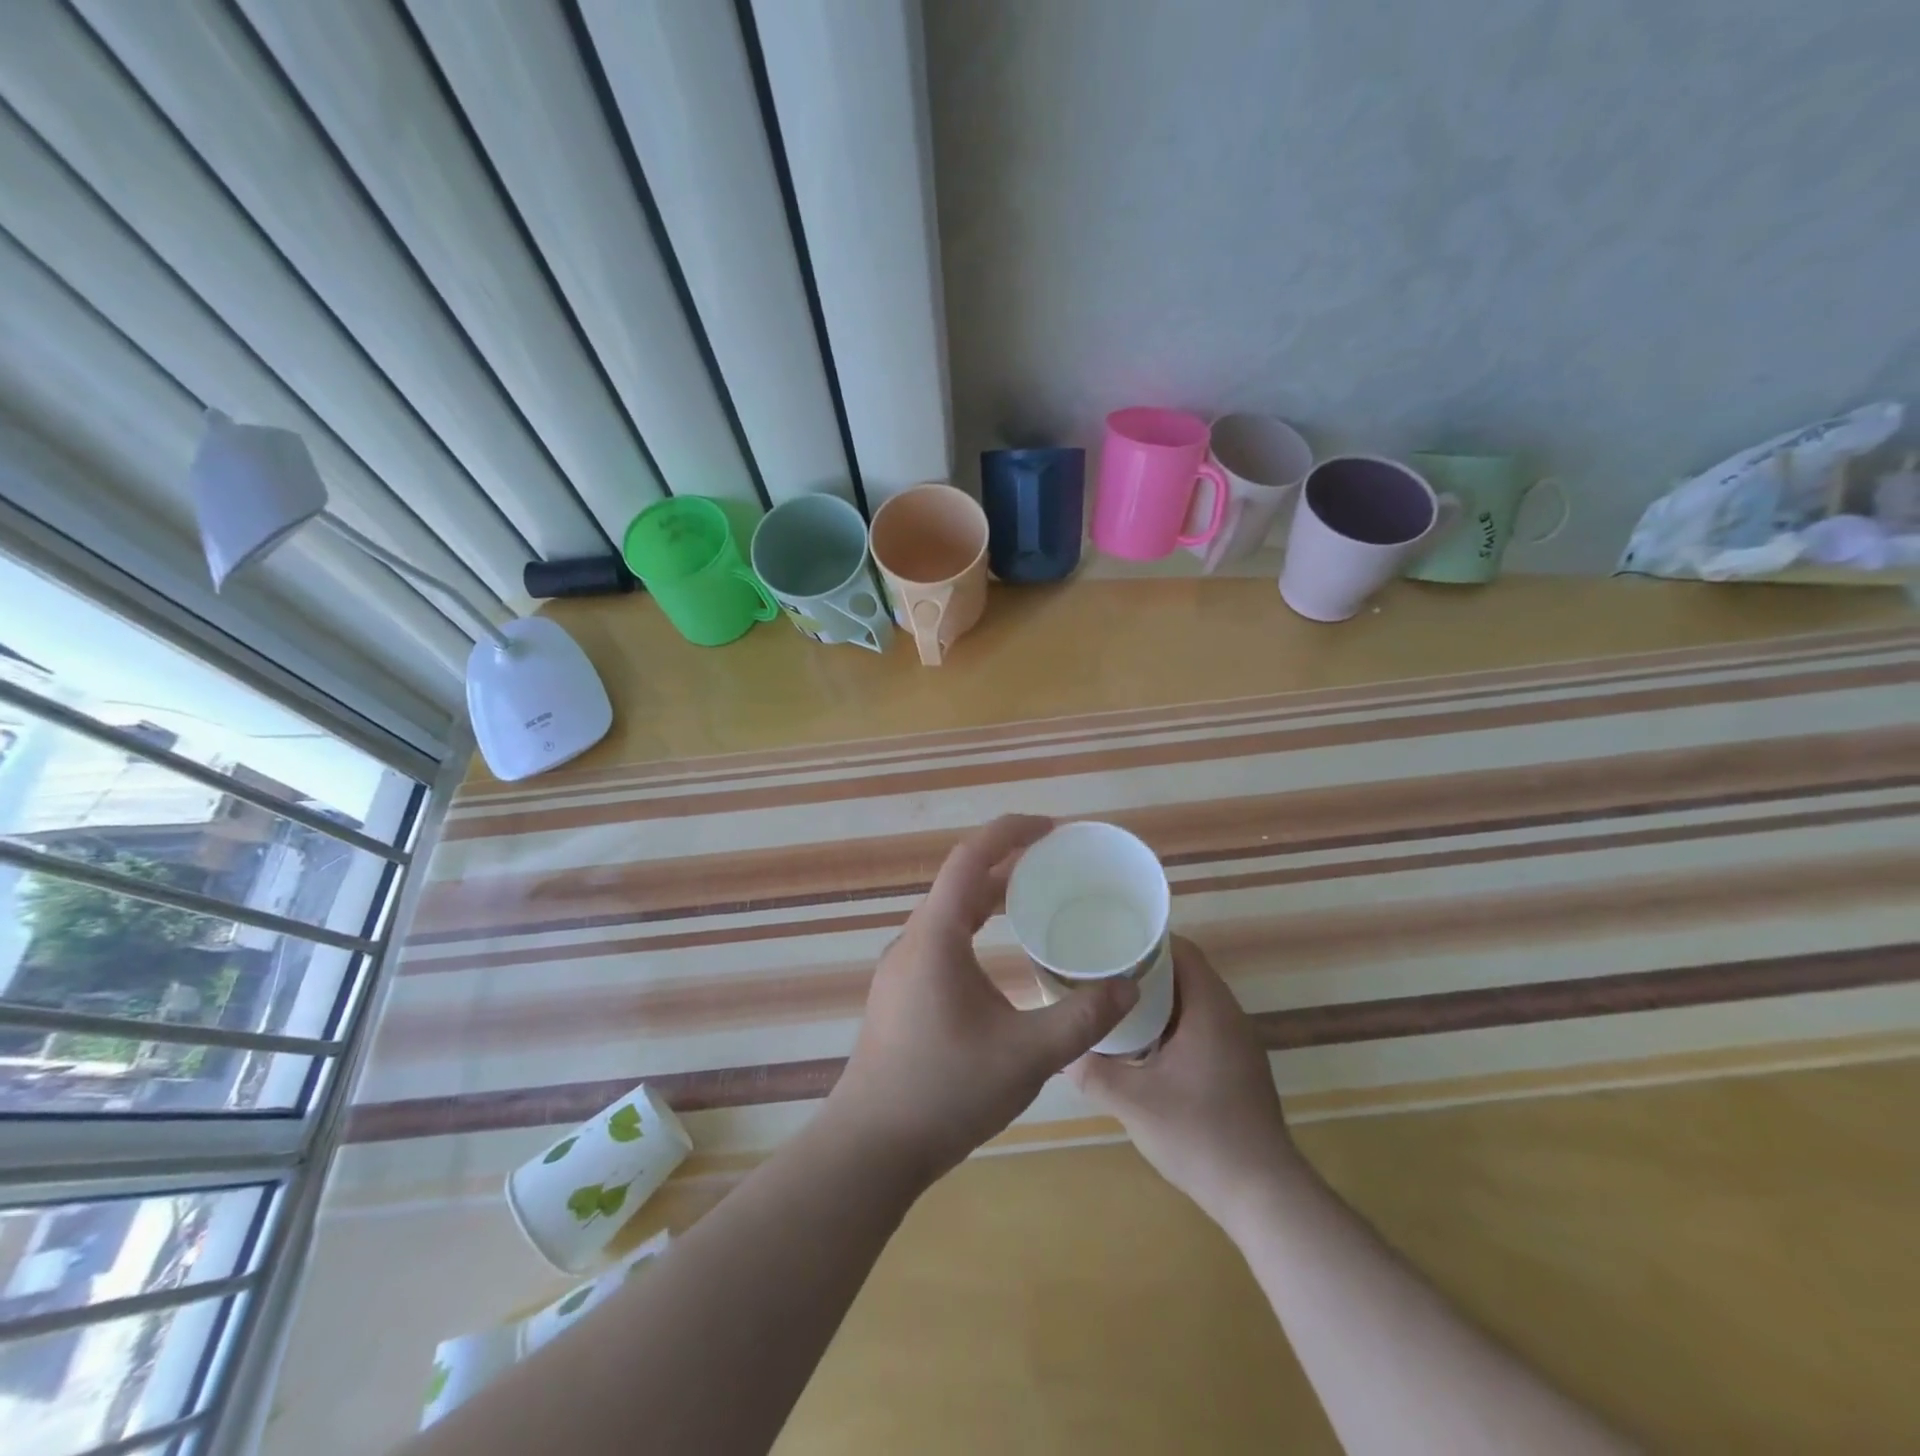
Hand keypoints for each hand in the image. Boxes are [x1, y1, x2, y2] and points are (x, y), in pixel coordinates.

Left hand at [824, 815, 1138, 1186]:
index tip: (1052, 829)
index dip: (1010, 832)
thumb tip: (1128, 987)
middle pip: (961, 882)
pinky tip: (1001, 954)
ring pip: (950, 913)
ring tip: (1036, 901)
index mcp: (936, 936)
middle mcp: (913, 940)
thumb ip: (1082, 1018)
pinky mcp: (900, 992)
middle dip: (1008, 864)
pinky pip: (942, 939)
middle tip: (1056, 864)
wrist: (871, 1147)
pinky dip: (976, 927)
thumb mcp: (1026, 1056)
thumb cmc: (945, 1091)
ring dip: (990, 897)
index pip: (970, 858)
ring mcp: (901, 967)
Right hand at [1070, 937, 1298, 1232]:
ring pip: (1194, 1002)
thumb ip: (1093, 1072)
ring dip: (1159, 999)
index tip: (1110, 942)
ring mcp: (1238, 1044)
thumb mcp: (1133, 1103)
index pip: (1182, 950)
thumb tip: (1061, 1052)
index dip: (1146, 941)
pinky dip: (1173, 1024)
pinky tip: (1144, 1045)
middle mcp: (1230, 1017)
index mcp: (1210, 1009)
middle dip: (1145, 969)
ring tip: (1115, 1003)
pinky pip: (1202, 1027)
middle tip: (1103, 973)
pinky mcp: (1239, 1068)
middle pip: (1187, 973)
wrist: (1263, 1196)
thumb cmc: (1199, 1136)